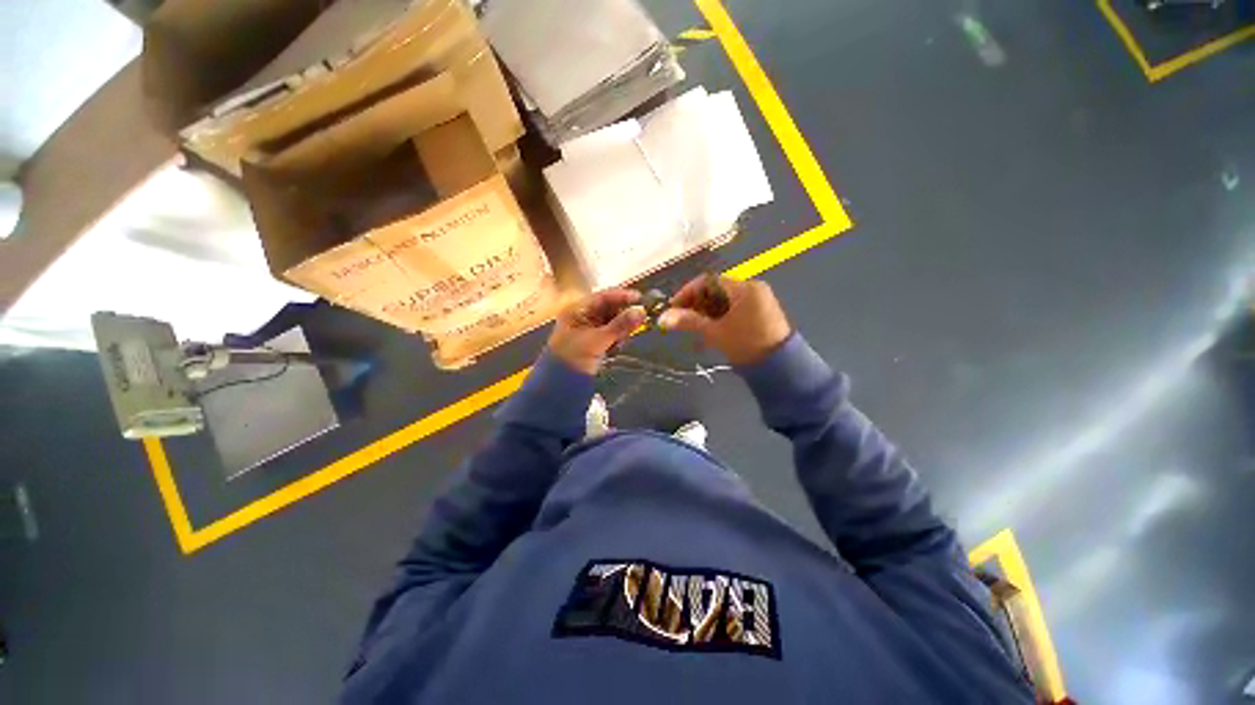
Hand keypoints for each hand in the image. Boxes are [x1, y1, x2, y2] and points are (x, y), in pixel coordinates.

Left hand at [548, 289, 645, 374]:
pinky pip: (611, 334)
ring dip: (621, 328)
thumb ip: (620, 325)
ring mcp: (589, 330)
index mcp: (577, 310)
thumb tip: (642, 311)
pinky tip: (617, 346)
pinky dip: (617, 338)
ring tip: (623, 338)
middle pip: (610, 308)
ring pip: (613, 322)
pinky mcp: (595, 342)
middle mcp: (583, 316)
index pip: (603, 297)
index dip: (622, 296)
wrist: (560, 385)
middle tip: (640, 319)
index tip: (640, 299)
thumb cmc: (574, 358)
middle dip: (624, 314)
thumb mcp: (597, 340)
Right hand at [658, 276, 790, 365]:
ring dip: (707, 312)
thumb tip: (662, 318)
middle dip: (697, 304)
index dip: (688, 292)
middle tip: (682, 319)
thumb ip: (689, 321)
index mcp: (744, 288)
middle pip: (716, 290)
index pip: (709, 281)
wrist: (779, 368)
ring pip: (724, 301)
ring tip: (696, 328)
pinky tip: (711, 331)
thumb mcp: (715, 332)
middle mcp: (752, 289)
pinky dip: (720, 317)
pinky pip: (734, 309)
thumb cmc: (746, 344)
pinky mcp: (760, 314)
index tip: (674, 307)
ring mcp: (758, 301)